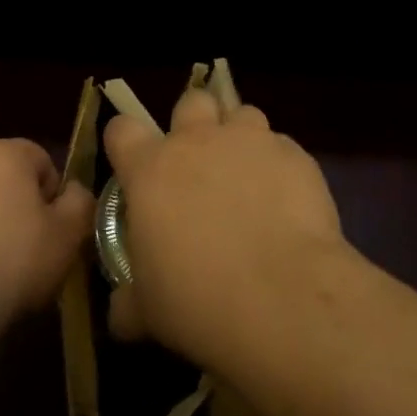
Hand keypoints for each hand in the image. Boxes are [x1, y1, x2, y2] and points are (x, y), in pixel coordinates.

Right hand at [104, 88, 352, 367]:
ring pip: (243, 114)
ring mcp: (251, 142)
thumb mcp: (149, 312)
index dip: (126, 142)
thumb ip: (129, 302)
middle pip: (191, 101)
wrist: (284, 297)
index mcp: (151, 170)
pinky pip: (282, 146)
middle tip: (200, 162)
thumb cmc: (199, 302)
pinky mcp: (296, 155)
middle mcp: (198, 141)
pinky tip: (287, 202)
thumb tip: (121, 314)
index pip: (123, 129)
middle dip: (194, 122)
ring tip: (249, 177)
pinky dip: (279, 166)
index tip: (133, 166)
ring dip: (241, 138)